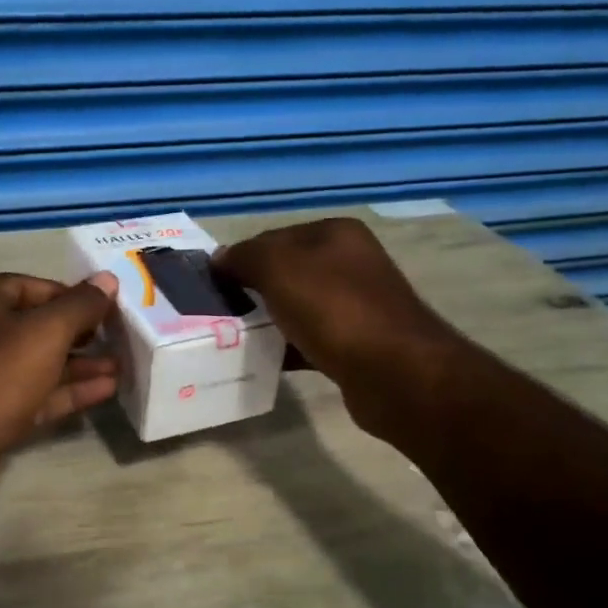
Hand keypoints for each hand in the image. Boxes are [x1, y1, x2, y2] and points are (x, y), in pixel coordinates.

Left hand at [0, 271, 119, 518]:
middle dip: (79, 332)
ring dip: (79, 365)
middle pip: (35, 326)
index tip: (107, 307)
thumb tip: (107, 279)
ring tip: (121, 366)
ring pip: (37, 364)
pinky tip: (105, 391)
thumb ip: (80, 305)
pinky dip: (66, 392)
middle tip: (119, 338)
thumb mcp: (44, 333)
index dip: (70, 294)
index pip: (31, 285)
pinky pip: (34, 395)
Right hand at [215, 218, 449, 436]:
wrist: (394, 373)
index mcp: (335, 234)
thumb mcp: (278, 269)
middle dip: (253, 291)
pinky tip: (265, 361)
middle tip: (220, 312)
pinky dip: (287, 348)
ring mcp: (356, 305)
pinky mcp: (357, 344)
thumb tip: (219, 258)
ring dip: (269, 321)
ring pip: (297, 308)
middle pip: (286, 273)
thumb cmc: (334, 309)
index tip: (213, 285)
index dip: (241, 258)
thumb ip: (244, 257)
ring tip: (235, 338)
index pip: (273, 237)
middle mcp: (350, 263)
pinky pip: (310, 340)